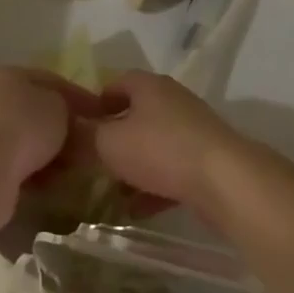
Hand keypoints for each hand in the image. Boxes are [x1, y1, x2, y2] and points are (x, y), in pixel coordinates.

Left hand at [0, 68, 114, 225]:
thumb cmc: (25, 126)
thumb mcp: (60, 107)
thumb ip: (70, 108)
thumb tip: (73, 121)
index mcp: (9, 75)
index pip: (52, 80)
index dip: (79, 96)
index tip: (102, 115)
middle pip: (38, 112)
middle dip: (65, 129)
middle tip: (89, 145)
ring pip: (28, 140)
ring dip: (51, 153)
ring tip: (73, 168)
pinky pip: (17, 164)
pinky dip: (35, 171)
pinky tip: (51, 183)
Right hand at [89, 71, 257, 216]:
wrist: (225, 181)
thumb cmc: (160, 150)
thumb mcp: (108, 143)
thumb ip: (85, 137)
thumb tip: (68, 133)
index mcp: (149, 86)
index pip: (117, 82)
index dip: (96, 101)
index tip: (80, 124)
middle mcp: (173, 102)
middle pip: (137, 114)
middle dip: (114, 137)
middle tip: (91, 158)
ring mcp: (193, 132)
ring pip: (154, 145)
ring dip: (133, 166)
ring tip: (110, 189)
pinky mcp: (207, 161)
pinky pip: (172, 171)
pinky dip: (153, 188)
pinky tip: (136, 210)